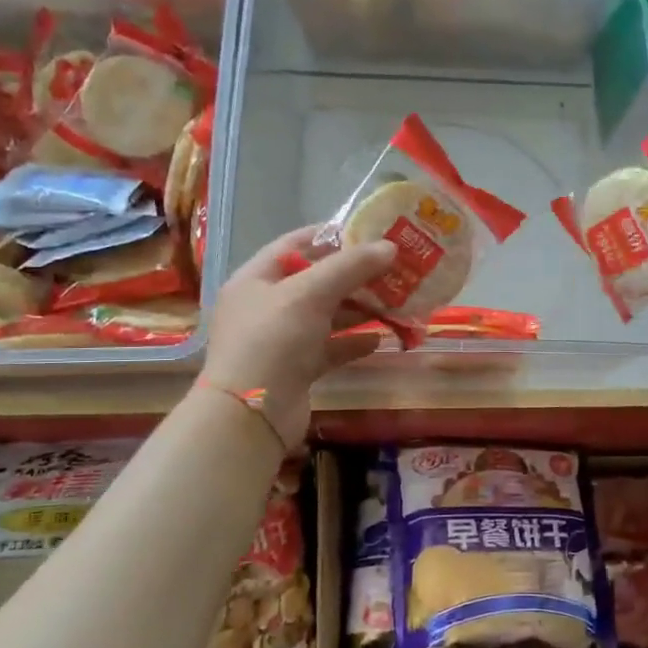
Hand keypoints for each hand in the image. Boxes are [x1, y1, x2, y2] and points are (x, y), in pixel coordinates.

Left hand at [200, 227, 396, 445]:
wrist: (251, 415)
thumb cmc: (273, 340)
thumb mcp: (310, 293)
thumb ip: (350, 267)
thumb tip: (390, 246)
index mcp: (256, 278)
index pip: (295, 245)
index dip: (331, 236)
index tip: (370, 233)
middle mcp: (266, 306)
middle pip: (315, 281)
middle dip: (354, 276)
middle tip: (394, 269)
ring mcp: (281, 340)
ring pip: (326, 316)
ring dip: (359, 309)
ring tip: (396, 302)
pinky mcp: (296, 369)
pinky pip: (330, 348)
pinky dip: (353, 343)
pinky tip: (380, 339)